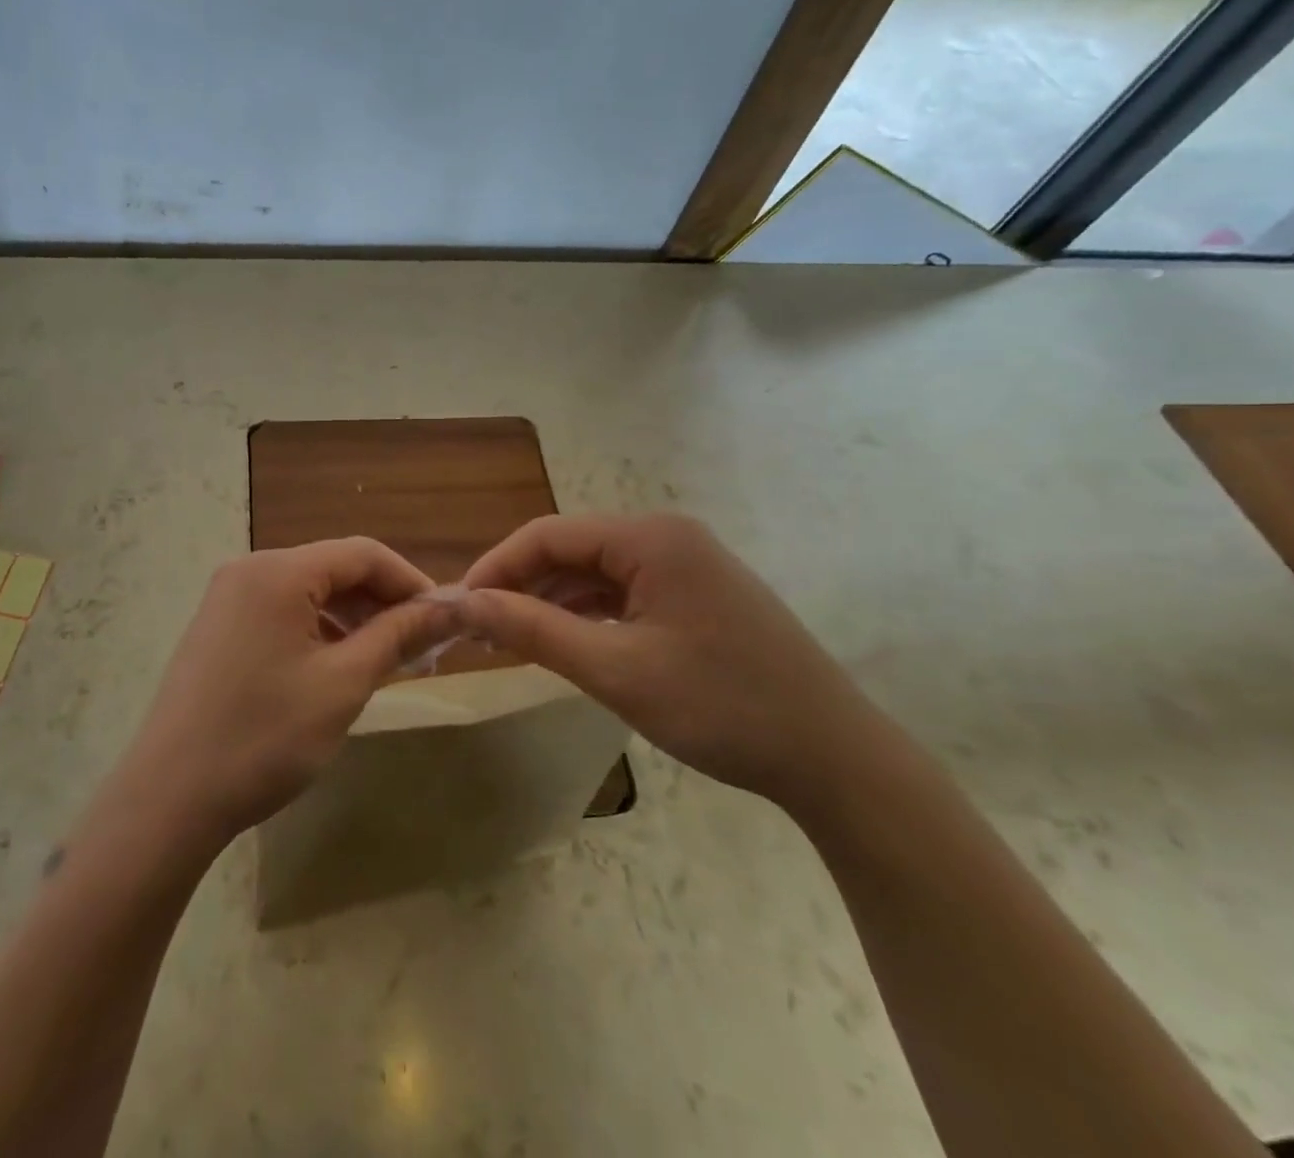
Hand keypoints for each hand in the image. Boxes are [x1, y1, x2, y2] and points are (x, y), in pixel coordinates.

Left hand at [127, 539, 457, 842]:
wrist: (169, 799)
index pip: (362, 553)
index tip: (444, 619)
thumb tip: (447, 608)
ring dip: (353, 618)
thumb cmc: (264, 737)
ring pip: (309, 592)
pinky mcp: (218, 628)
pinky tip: (339, 666)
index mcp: (278, 571)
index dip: (409, 581)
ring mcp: (228, 598)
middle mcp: (249, 570)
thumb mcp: (343, 684)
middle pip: (334, 568)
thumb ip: (397, 636)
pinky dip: (319, 631)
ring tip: (388, 660)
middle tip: (422, 647)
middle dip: (382, 602)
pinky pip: (282, 612)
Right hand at [455, 514, 885, 810]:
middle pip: (571, 549)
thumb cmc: (721, 707)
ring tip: (511, 640)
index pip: (548, 535)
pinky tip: (563, 641)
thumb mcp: (615, 670)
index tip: (458, 607)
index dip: (496, 567)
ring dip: (552, 601)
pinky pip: (624, 592)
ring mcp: (686, 565)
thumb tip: (466, 603)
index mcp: (650, 537)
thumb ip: (534, 630)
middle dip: (522, 586)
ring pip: (596, 572)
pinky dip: (587, 614)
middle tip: (480, 630)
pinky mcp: (697, 595)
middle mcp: (666, 536)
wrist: (835, 758)